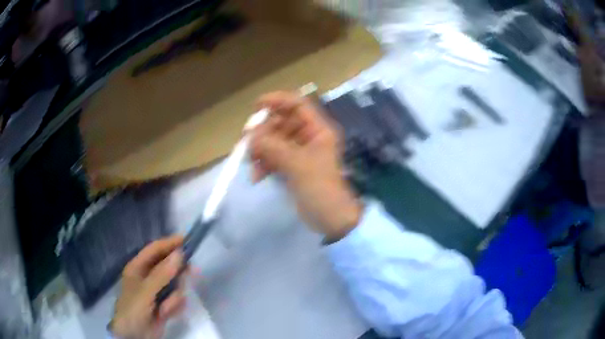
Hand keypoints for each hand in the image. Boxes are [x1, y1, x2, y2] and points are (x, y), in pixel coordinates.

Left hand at [111, 236, 185, 338]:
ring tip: (167, 307)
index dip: (169, 243)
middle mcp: (148, 276)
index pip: (155, 249)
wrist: (135, 335)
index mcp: (138, 267)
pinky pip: (177, 299)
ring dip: (175, 296)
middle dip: (178, 272)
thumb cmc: (133, 309)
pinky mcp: (164, 304)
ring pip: (175, 284)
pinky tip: (168, 313)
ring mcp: (157, 291)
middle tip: (192, 272)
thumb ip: (162, 274)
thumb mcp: (146, 291)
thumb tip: (179, 254)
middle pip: (168, 266)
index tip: (186, 241)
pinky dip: (175, 306)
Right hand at [250, 91, 361, 240]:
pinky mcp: (293, 166)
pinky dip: (264, 164)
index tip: (256, 106)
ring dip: (261, 149)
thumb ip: (272, 146)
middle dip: (263, 132)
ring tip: (250, 162)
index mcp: (318, 129)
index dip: (277, 101)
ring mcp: (300, 152)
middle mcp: (309, 136)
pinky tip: (256, 176)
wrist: (330, 218)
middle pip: (281, 123)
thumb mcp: (297, 164)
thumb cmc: (320, 188)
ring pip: (275, 140)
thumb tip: (249, 135)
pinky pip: (274, 157)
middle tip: (247, 142)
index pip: (297, 104)